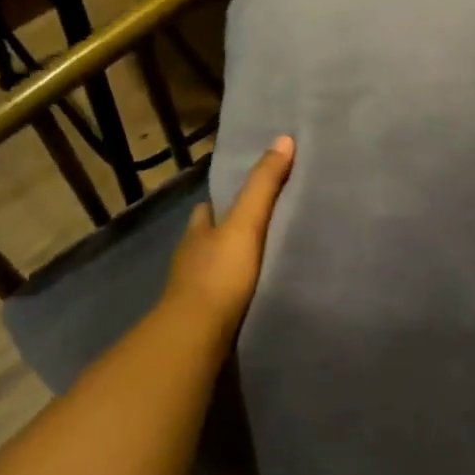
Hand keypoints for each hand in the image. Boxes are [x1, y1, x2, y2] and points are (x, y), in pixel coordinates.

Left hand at [164, 136, 294, 333]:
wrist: (197, 335)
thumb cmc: (219, 274)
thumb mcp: (246, 223)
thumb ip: (264, 186)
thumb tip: (283, 139)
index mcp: (198, 233)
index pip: (206, 211)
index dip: (220, 203)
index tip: (241, 198)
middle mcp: (191, 259)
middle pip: (208, 240)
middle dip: (225, 235)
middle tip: (257, 230)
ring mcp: (193, 292)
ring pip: (213, 270)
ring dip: (230, 266)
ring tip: (261, 263)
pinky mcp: (204, 320)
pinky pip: (221, 299)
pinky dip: (233, 294)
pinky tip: (252, 296)